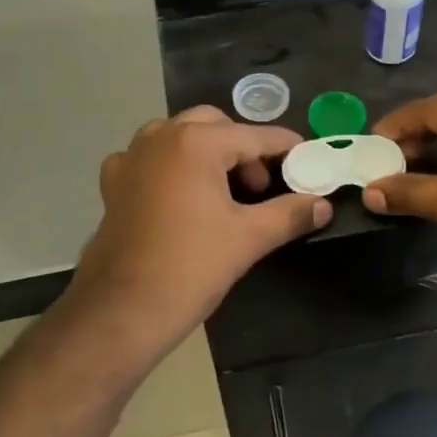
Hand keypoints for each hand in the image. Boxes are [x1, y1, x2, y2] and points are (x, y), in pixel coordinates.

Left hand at [65, 107, 331, 371]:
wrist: (122, 310)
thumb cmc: (191, 267)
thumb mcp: (249, 238)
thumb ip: (290, 214)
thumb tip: (323, 205)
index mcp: (196, 143)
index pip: (254, 136)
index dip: (284, 146)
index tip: (305, 156)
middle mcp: (160, 137)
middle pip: (214, 126)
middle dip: (242, 148)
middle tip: (260, 186)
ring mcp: (131, 158)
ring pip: (178, 136)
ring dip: (205, 152)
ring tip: (222, 190)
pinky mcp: (113, 183)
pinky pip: (148, 158)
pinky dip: (169, 166)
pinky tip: (178, 196)